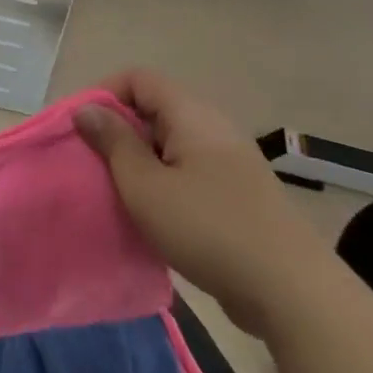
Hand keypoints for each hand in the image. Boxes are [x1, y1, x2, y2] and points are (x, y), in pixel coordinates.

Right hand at [74, 69, 337, 337]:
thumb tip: (87, 110)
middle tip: (90, 162)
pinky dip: (161, 182)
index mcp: (192, 115)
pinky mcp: (236, 194)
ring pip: (169, 144)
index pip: (138, 79)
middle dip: (117, 130)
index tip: (79, 129)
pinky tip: (150, 214)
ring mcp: (229, 162)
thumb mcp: (145, 185)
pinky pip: (187, 171)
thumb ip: (113, 142)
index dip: (103, 94)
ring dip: (137, 160)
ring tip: (115, 189)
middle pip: (153, 109)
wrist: (292, 293)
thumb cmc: (208, 229)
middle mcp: (212, 128)